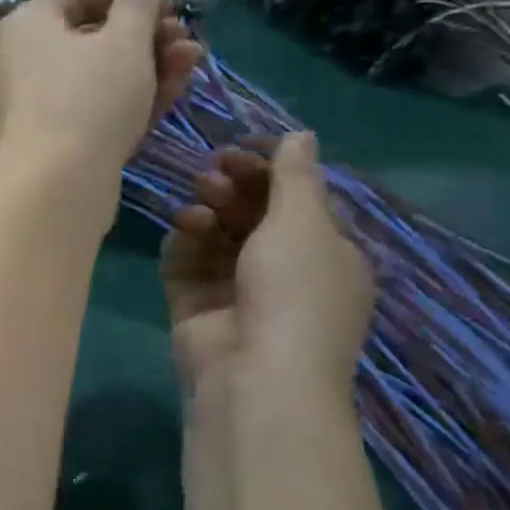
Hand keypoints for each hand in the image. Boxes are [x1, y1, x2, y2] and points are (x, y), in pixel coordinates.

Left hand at [0, 0, 204, 188]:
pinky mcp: (53, 139)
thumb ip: (138, 5)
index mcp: (29, 23)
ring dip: (149, 67)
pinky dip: (130, 99)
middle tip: (188, 41)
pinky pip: (93, 108)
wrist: (58, 185)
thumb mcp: (125, 41)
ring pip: (99, 75)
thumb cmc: (90, 98)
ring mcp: (37, 102)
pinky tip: (174, 93)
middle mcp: (24, 59)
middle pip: (93, 37)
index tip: (167, 6)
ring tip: (193, 63)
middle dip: (147, 37)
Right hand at [160, 132, 374, 398]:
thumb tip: (301, 134)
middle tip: (214, 168)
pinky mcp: (196, 307)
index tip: (240, 146)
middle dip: (236, 187)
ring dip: (209, 211)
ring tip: (199, 203)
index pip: (297, 199)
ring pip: (217, 237)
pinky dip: (184, 242)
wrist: (256, 376)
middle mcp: (283, 271)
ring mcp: (236, 291)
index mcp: (325, 254)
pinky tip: (183, 227)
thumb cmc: (295, 292)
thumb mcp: (304, 224)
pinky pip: (186, 263)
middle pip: (254, 215)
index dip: (270, 168)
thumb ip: (295, 176)